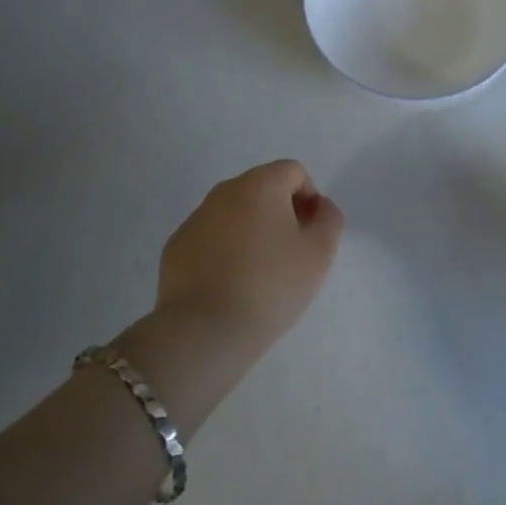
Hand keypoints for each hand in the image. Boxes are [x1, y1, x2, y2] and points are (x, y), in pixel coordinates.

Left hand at [154, 160, 343, 355]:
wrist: (204, 331)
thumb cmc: (270, 286)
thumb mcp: (319, 253)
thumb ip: (329, 219)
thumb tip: (318, 206)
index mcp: (260, 184)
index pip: (294, 172)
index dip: (309, 200)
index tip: (309, 236)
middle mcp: (225, 190)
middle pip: (263, 189)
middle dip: (280, 214)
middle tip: (288, 256)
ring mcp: (196, 217)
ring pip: (235, 213)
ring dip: (251, 232)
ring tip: (258, 275)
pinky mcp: (176, 245)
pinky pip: (211, 237)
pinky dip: (224, 251)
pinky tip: (229, 285)